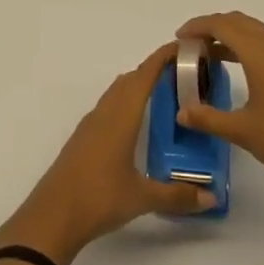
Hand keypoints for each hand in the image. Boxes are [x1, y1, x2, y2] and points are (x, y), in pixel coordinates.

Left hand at [0, 42, 215, 264]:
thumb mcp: (142, 198)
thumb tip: (212, 198)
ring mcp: (89, 126)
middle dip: (154, 70)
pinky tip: (134, 123)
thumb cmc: (98, 199)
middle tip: (182, 73)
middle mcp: (104, 114)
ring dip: (137, 85)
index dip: (163, 58)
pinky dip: (124, 103)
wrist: (51, 218)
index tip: (184, 47)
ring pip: (116, 93)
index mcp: (121, 117)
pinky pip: (107, 108)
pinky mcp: (81, 140)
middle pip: (130, 80)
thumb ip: (177, 196)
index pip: (144, 76)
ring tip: (162, 94)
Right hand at [173, 12, 263, 206]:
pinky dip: (248, 47)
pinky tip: (241, 70)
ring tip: (209, 56)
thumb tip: (181, 113)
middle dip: (212, 27)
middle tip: (191, 45)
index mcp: (260, 51)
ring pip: (256, 32)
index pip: (222, 25)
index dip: (197, 26)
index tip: (179, 37)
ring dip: (231, 37)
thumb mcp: (242, 130)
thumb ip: (207, 118)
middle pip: (239, 22)